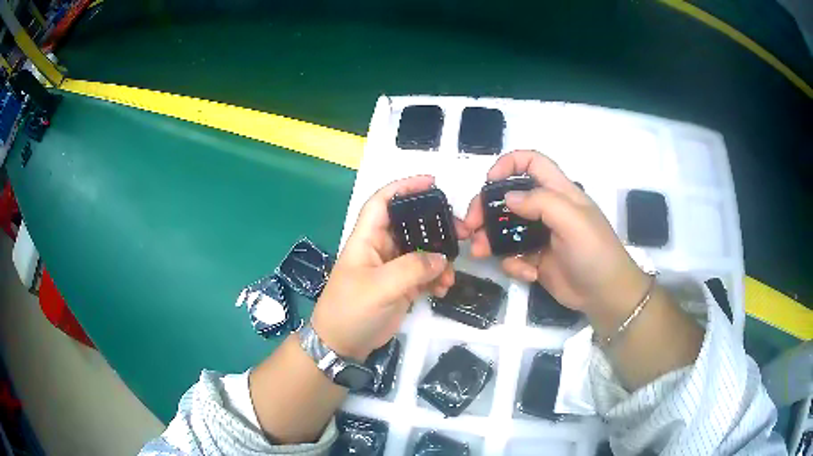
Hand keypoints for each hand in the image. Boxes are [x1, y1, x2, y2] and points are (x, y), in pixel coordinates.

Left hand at [310, 176, 462, 359]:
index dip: (404, 187)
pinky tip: (443, 289)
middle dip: (435, 226)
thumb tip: (440, 258)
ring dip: (440, 259)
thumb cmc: (351, 310)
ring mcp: (393, 268)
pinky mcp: (402, 286)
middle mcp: (381, 248)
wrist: (343, 344)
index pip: (383, 202)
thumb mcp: (380, 288)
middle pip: (410, 224)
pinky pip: (425, 273)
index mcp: (367, 238)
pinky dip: (437, 278)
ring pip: (422, 251)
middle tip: (461, 232)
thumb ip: (412, 269)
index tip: (432, 182)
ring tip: (449, 275)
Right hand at [464, 150, 648, 317]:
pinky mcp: (536, 259)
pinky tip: (528, 274)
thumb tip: (508, 198)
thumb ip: (541, 202)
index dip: (509, 164)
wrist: (605, 295)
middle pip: (509, 198)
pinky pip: (514, 256)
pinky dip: (514, 264)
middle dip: (486, 208)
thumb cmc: (594, 252)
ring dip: (489, 238)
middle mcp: (547, 210)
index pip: (532, 163)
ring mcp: (540, 236)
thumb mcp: (572, 220)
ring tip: (479, 252)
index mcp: (559, 192)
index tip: (488, 182)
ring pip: (505, 228)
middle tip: (470, 226)